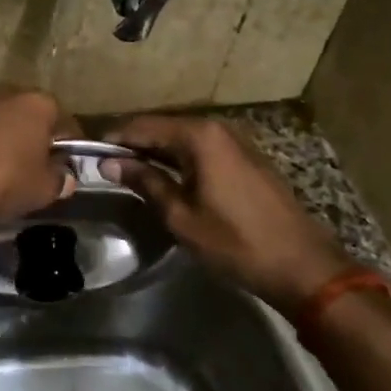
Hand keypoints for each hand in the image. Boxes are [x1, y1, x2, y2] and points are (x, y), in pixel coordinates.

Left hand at [0, 85, 79, 221]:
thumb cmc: (0, 177)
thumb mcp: (41, 190)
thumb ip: (59, 181)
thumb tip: (64, 176)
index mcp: (41, 104)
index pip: (67, 127)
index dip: (68, 153)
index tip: (63, 174)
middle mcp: (11, 92)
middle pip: (31, 121)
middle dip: (33, 144)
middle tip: (30, 174)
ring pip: (0, 123)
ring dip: (3, 143)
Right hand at [102, 113, 350, 311]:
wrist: (301, 264)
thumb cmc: (235, 242)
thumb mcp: (181, 216)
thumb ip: (144, 182)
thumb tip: (109, 163)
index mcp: (199, 136)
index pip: (144, 126)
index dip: (115, 138)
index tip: (89, 151)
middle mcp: (218, 128)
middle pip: (164, 127)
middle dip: (134, 143)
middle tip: (105, 163)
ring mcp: (236, 141)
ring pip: (183, 138)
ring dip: (156, 151)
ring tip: (128, 171)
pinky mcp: (246, 158)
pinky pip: (202, 149)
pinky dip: (179, 158)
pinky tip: (165, 176)